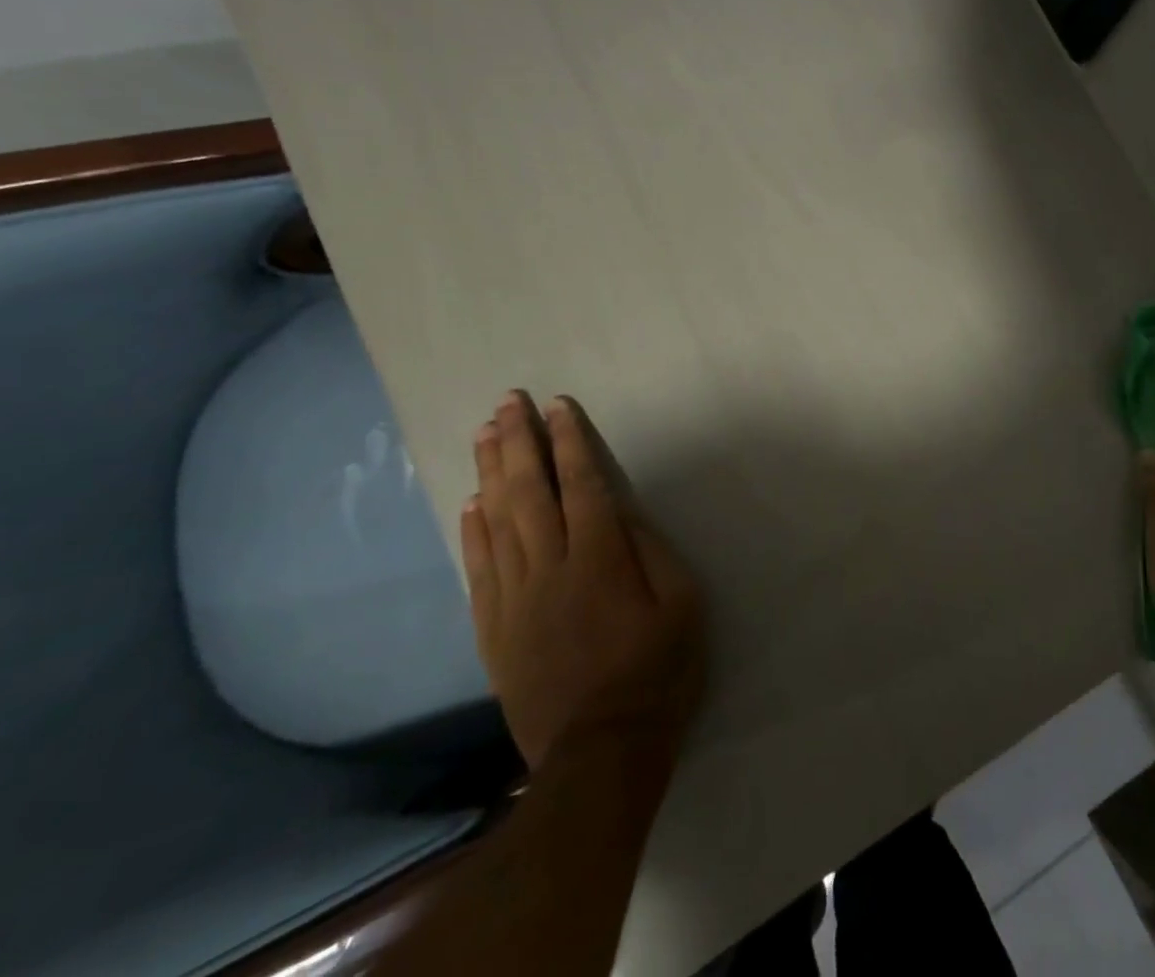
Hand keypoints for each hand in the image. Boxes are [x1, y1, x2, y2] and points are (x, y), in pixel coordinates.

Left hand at [461, 391, 705, 771]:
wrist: (601, 753)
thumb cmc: (658, 672)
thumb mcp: (683, 604)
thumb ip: (651, 551)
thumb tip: (621, 513)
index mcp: (601, 559)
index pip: (583, 484)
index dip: (571, 441)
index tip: (560, 405)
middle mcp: (550, 568)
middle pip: (530, 492)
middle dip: (520, 441)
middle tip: (509, 401)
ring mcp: (515, 600)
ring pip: (496, 522)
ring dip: (491, 473)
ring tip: (486, 433)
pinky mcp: (494, 631)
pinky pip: (478, 569)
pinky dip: (472, 531)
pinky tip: (470, 504)